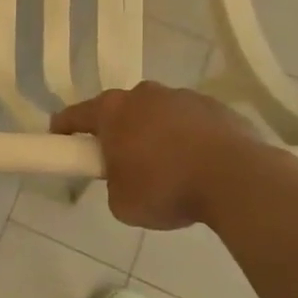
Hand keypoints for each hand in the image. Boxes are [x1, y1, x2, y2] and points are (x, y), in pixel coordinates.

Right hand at [51, 82, 281, 229]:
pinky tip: (200, 167)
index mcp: (113, 110)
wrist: (238, 180)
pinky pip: (192, 123)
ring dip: (156, 134)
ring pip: (159, 114)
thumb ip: (114, 184)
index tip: (59, 141)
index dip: (63, 129)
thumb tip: (127, 178)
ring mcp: (183, 97)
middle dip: (118, 132)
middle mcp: (145, 94)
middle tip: (122, 163)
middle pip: (121, 110)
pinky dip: (189, 139)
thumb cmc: (167, 188)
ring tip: (170, 169)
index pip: (75, 115)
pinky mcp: (217, 107)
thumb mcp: (122, 203)